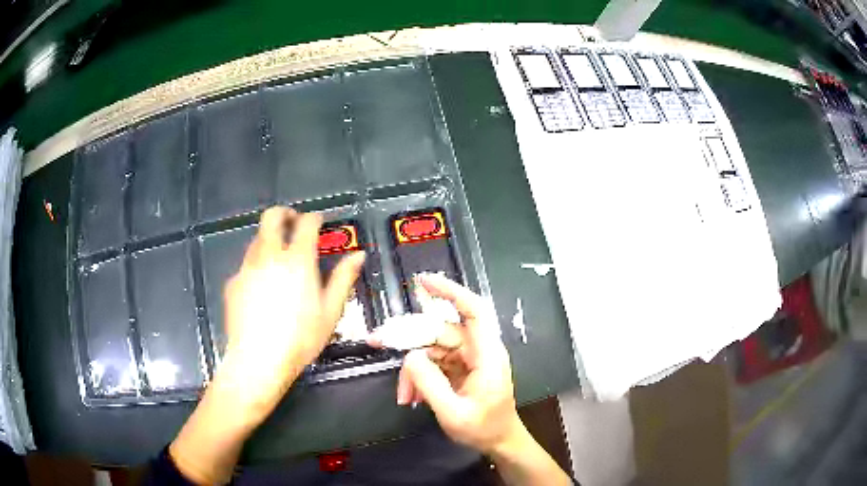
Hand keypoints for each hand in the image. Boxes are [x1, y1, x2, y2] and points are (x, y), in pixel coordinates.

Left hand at [170, 207, 363, 483]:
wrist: (258, 360)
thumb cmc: (300, 338)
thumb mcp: (330, 311)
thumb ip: (343, 278)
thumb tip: (359, 255)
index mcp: (297, 260)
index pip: (306, 224)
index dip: (314, 218)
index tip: (319, 221)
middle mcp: (270, 255)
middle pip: (272, 217)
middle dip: (284, 214)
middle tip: (293, 222)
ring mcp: (247, 267)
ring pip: (257, 239)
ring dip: (269, 239)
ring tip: (278, 259)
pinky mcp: (233, 282)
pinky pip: (246, 265)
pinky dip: (256, 266)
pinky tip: (260, 289)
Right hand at [395, 274, 524, 453]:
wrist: (498, 442)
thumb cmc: (484, 429)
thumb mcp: (453, 412)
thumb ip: (429, 383)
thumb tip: (409, 356)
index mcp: (486, 355)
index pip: (473, 311)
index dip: (450, 291)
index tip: (422, 281)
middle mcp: (477, 350)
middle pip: (440, 331)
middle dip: (409, 337)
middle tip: (378, 341)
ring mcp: (468, 358)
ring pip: (432, 348)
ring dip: (413, 368)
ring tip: (403, 393)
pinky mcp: (459, 368)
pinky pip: (433, 362)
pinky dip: (419, 376)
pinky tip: (411, 394)